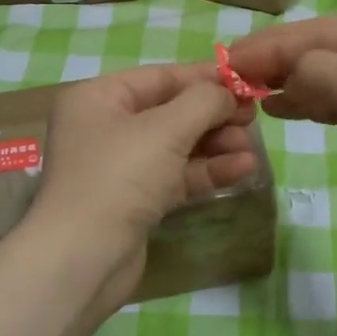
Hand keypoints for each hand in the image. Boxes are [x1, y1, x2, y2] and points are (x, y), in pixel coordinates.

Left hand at [26, 62, 257, 310]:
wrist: (83, 258)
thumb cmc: (118, 177)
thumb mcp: (165, 129)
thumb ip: (203, 102)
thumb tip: (227, 93)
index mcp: (99, 98)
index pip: (160, 77)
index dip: (205, 77)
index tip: (246, 81)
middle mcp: (106, 127)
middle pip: (171, 111)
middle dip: (213, 116)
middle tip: (253, 119)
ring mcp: (120, 167)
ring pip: (177, 146)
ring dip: (216, 146)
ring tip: (252, 150)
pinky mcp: (135, 201)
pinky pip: (177, 176)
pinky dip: (207, 172)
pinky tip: (243, 170)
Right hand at [229, 13, 336, 246]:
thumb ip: (316, 70)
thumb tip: (286, 77)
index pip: (323, 32)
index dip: (273, 45)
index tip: (228, 58)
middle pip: (326, 51)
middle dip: (279, 62)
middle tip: (231, 75)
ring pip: (331, 78)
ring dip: (291, 84)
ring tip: (249, 92)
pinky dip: (310, 105)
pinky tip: (281, 108)